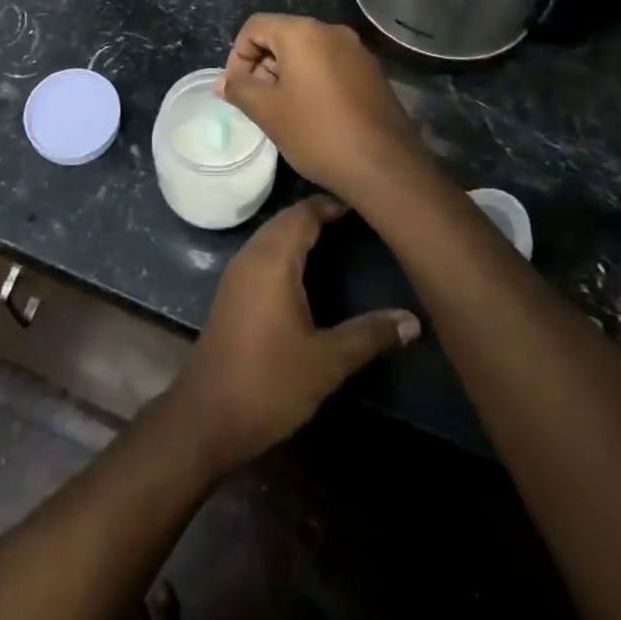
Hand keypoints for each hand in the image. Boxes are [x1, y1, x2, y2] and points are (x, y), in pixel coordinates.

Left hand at [172, 195, 419, 475]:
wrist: (208, 414)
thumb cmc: (270, 382)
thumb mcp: (327, 360)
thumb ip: (369, 335)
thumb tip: (413, 321)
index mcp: (273, 259)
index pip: (302, 214)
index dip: (330, 205)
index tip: (362, 205)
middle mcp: (251, 255)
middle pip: (285, 220)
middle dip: (317, 215)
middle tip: (355, 220)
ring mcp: (237, 273)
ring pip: (271, 236)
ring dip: (299, 232)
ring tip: (335, 238)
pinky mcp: (231, 292)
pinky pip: (261, 254)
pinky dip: (284, 250)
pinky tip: (304, 270)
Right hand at [217, 14, 418, 200]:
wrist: (386, 168)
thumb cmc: (317, 133)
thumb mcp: (267, 111)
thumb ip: (240, 89)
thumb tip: (223, 82)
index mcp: (303, 32)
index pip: (255, 26)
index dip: (237, 55)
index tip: (238, 89)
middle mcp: (332, 31)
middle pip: (282, 36)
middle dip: (262, 65)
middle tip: (258, 103)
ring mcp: (356, 51)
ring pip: (307, 52)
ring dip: (286, 74)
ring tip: (283, 112)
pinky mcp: (372, 72)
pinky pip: (330, 65)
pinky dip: (312, 81)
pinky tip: (313, 115)